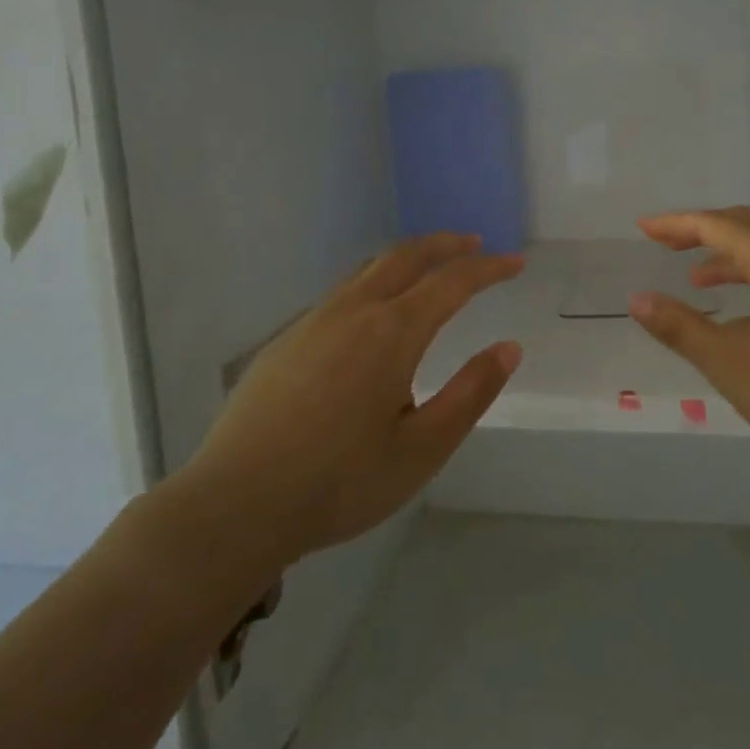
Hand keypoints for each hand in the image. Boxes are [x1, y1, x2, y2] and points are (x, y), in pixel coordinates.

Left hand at [170, 234, 523, 580]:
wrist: (234, 505)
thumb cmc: (339, 483)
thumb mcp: (422, 450)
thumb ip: (470, 394)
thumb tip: (508, 347)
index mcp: (392, 333)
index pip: (452, 282)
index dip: (488, 268)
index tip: (515, 263)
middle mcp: (354, 311)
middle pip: (406, 256)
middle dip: (445, 245)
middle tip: (473, 243)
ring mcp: (313, 321)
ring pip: (369, 269)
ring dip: (407, 259)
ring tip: (428, 268)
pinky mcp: (286, 340)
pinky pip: (341, 293)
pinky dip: (374, 282)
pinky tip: (372, 314)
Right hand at [628, 206, 749, 477]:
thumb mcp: (733, 363)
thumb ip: (681, 329)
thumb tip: (638, 299)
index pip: (716, 224)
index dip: (676, 224)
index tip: (643, 228)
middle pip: (746, 225)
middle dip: (702, 230)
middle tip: (665, 243)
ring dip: (730, 254)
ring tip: (698, 278)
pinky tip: (749, 311)